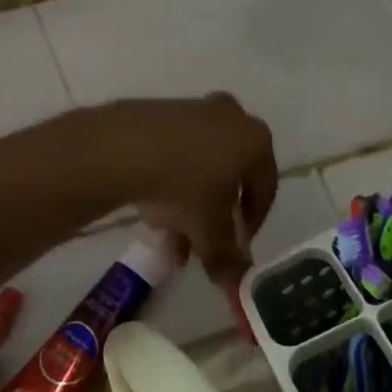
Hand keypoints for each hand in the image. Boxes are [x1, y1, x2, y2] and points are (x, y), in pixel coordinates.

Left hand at [100, 93, 277, 286]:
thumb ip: (225, 257)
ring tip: (168, 236)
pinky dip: (169, 180)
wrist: (126, 146)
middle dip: (214, 215)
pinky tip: (151, 207)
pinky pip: (175, 152)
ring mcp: (195, 109)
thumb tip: (233, 281)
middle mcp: (233, 118)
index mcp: (257, 141)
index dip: (252, 224)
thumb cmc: (186, 187)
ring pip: (199, 166)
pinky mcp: (161, 110)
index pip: (265, 189)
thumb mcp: (209, 230)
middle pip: (229, 177)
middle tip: (200, 243)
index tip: (236, 248)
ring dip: (189, 203)